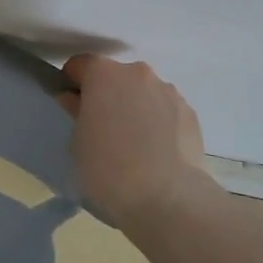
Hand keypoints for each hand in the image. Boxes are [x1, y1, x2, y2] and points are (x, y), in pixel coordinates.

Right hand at [59, 55, 214, 225]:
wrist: (167, 198)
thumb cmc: (108, 168)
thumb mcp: (78, 143)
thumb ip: (77, 113)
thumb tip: (77, 101)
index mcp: (103, 74)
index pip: (80, 65)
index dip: (72, 84)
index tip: (72, 107)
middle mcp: (137, 72)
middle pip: (115, 76)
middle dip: (108, 95)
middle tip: (104, 128)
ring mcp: (168, 91)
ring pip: (143, 92)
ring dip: (136, 106)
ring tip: (136, 144)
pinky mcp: (190, 113)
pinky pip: (166, 111)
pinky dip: (159, 123)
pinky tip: (157, 152)